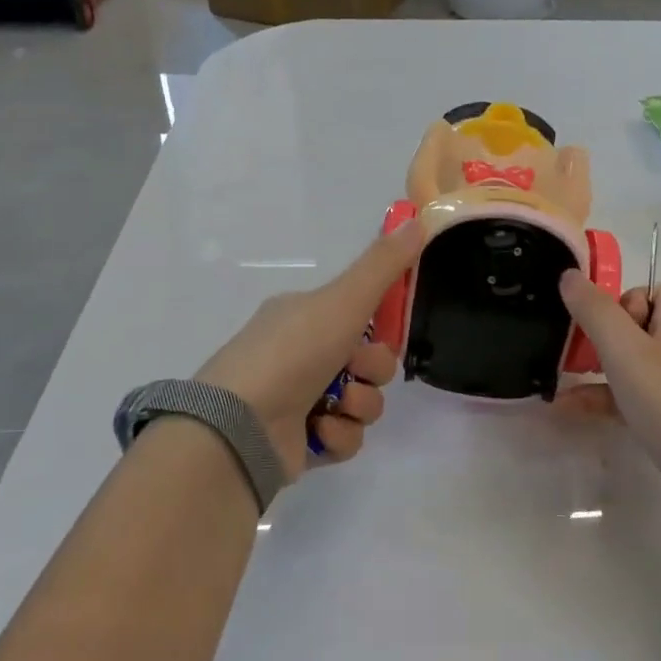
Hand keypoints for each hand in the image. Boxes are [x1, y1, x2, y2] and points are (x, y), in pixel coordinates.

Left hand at [196, 223, 423, 475]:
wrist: (240, 425)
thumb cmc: (291, 352)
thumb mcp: (343, 300)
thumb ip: (383, 264)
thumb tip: (420, 218)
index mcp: (306, 316)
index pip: (362, 316)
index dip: (383, 326)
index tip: (392, 329)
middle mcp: (302, 355)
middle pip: (370, 362)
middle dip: (372, 370)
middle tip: (354, 370)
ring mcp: (300, 400)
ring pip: (363, 402)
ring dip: (358, 405)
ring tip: (333, 407)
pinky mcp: (303, 442)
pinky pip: (346, 437)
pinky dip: (338, 435)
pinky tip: (317, 431)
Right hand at [556, 271, 660, 538]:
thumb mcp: (626, 352)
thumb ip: (595, 310)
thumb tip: (569, 273)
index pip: (653, 290)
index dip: (620, 302)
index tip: (599, 327)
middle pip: (638, 326)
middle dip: (600, 338)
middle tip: (574, 356)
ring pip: (633, 365)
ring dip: (595, 371)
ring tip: (558, 384)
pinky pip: (635, 399)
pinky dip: (606, 401)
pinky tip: (571, 413)